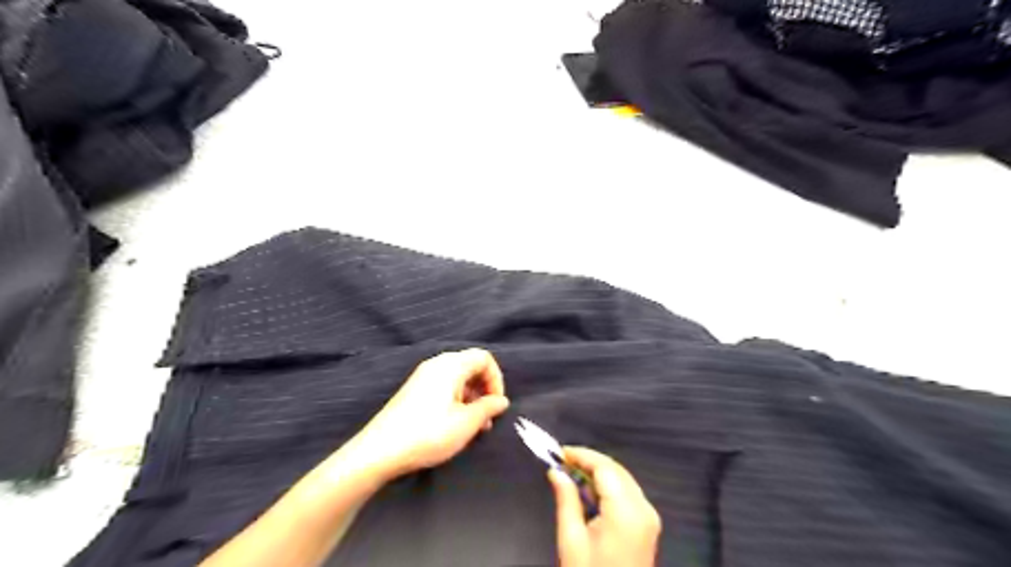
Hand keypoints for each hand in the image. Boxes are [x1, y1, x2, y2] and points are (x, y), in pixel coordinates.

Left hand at [343, 348, 509, 481]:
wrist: (380, 451)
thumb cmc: (429, 433)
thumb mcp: (466, 423)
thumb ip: (488, 408)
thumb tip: (501, 401)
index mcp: (451, 365)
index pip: (484, 358)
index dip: (496, 379)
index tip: (497, 405)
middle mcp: (436, 364)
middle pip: (471, 366)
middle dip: (484, 389)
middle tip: (487, 417)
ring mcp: (423, 376)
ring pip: (458, 378)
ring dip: (471, 397)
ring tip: (473, 425)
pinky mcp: (414, 390)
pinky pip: (444, 386)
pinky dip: (456, 399)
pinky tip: (455, 423)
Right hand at [549, 448, 661, 566]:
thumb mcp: (571, 540)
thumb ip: (566, 499)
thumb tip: (556, 472)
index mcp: (626, 511)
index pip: (605, 467)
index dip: (582, 455)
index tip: (559, 452)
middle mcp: (643, 508)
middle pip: (616, 470)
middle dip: (590, 462)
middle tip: (562, 462)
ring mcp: (649, 517)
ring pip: (623, 480)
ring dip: (598, 473)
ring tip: (571, 475)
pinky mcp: (648, 525)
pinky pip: (628, 494)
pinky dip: (608, 487)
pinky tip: (589, 492)